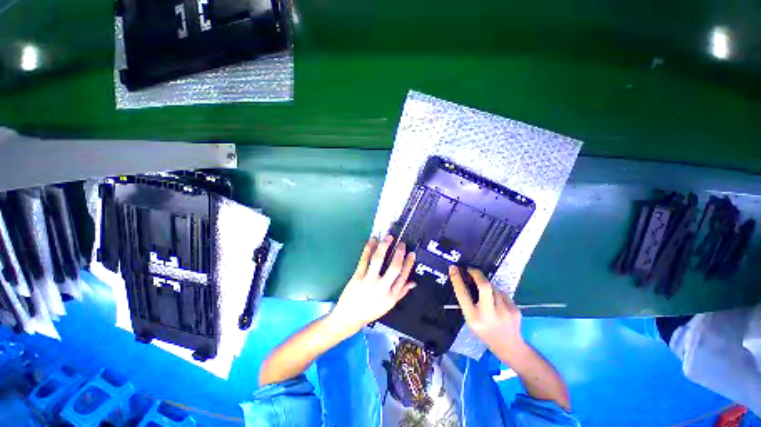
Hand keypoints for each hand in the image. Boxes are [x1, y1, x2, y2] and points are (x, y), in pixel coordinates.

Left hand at [330, 236, 416, 332]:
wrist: (348, 318)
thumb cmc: (370, 311)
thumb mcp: (388, 305)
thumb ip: (401, 292)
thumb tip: (413, 283)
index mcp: (391, 296)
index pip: (403, 277)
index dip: (409, 264)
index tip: (411, 253)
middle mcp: (382, 288)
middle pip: (394, 267)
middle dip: (399, 253)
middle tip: (402, 243)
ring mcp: (368, 281)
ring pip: (378, 260)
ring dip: (384, 246)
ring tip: (388, 237)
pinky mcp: (357, 277)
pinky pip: (364, 260)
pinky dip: (368, 249)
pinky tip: (372, 241)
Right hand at [449, 266, 526, 361]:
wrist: (510, 347)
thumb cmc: (485, 333)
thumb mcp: (471, 321)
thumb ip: (468, 303)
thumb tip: (466, 280)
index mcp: (474, 318)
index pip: (463, 294)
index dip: (457, 279)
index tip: (453, 268)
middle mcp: (489, 314)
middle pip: (484, 286)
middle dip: (476, 274)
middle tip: (471, 270)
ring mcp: (505, 311)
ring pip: (494, 288)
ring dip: (488, 286)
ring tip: (486, 294)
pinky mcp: (515, 309)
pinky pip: (502, 294)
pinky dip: (497, 294)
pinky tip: (498, 303)